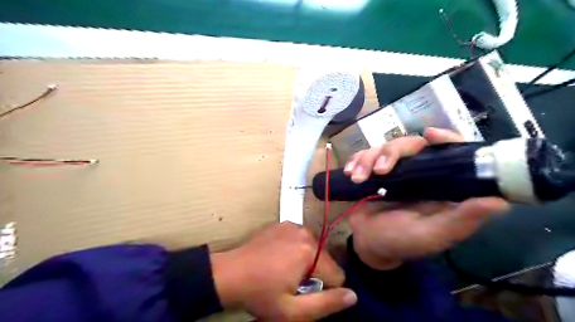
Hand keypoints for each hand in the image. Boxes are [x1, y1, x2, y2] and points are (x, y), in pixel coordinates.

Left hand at [209, 222, 357, 320]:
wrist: (229, 273)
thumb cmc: (260, 294)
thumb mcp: (292, 310)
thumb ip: (326, 304)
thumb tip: (353, 295)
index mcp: (310, 252)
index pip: (337, 275)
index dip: (326, 290)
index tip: (307, 294)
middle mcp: (305, 233)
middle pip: (325, 260)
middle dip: (315, 274)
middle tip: (293, 284)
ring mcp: (293, 225)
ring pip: (314, 249)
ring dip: (306, 261)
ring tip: (285, 271)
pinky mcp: (283, 224)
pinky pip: (301, 239)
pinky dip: (296, 249)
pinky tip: (279, 258)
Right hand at [340, 127, 506, 269]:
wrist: (368, 244)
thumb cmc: (401, 242)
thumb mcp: (432, 235)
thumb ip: (461, 220)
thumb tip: (499, 201)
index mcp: (438, 185)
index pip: (448, 153)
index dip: (444, 139)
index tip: (429, 135)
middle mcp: (417, 173)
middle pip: (409, 145)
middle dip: (390, 153)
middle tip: (379, 171)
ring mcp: (392, 172)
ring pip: (383, 148)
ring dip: (367, 159)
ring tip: (357, 178)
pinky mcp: (371, 173)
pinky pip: (364, 156)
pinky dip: (356, 160)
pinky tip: (350, 172)